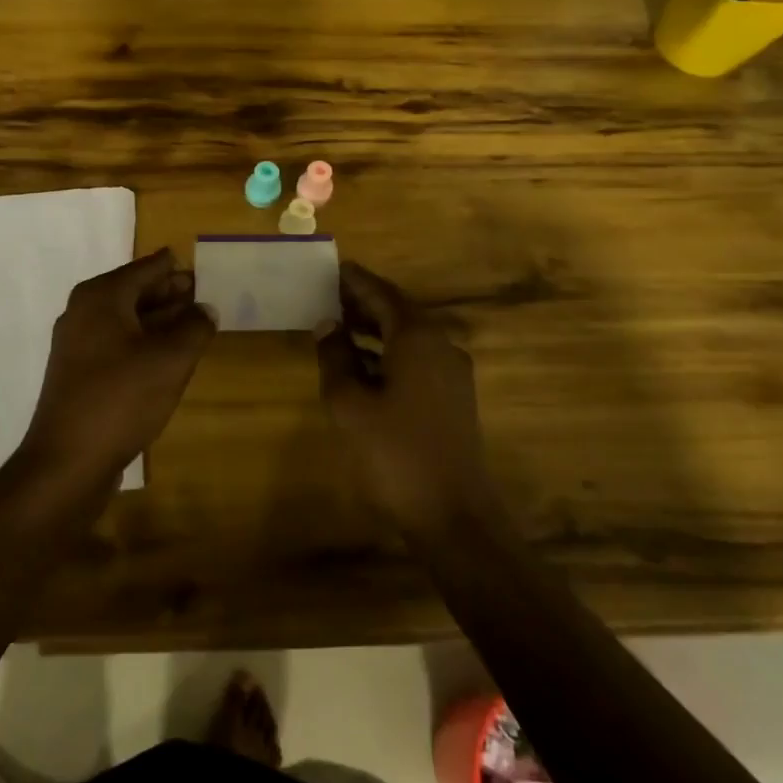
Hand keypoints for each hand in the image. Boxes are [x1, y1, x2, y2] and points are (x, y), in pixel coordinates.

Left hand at [17, 248, 214, 492]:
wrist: (68, 461)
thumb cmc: (121, 398)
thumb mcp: (170, 360)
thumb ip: (194, 328)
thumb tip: (205, 309)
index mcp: (101, 297)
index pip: (145, 269)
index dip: (173, 268)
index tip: (198, 265)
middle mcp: (84, 312)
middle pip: (134, 292)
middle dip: (168, 293)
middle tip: (202, 294)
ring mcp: (77, 345)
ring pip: (126, 321)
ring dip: (159, 320)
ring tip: (193, 324)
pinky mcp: (79, 374)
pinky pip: (117, 345)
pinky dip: (143, 343)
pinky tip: (167, 357)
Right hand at [316, 262, 498, 537]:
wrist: (453, 515)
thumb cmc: (395, 452)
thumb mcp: (349, 403)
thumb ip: (335, 357)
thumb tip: (328, 324)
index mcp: (417, 337)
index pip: (382, 294)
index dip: (356, 281)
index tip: (334, 268)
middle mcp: (441, 345)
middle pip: (399, 311)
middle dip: (365, 302)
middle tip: (330, 295)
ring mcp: (452, 373)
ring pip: (409, 336)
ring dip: (376, 328)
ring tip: (340, 326)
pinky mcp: (454, 398)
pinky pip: (417, 358)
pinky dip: (389, 352)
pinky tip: (364, 366)